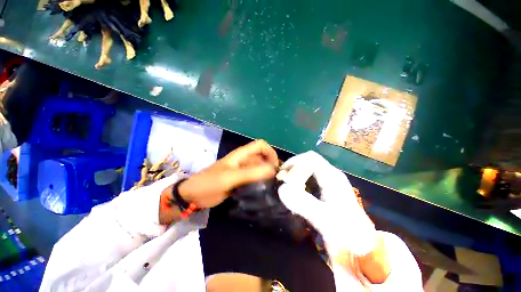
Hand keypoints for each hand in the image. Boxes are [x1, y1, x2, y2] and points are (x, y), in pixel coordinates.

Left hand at [178, 140, 278, 207]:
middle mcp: (244, 160)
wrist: (193, 196)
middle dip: (271, 165)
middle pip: (262, 156)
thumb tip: (272, 170)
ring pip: (260, 167)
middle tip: (276, 179)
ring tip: (273, 186)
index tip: (275, 167)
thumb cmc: (209, 183)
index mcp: (241, 154)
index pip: (261, 145)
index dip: (270, 152)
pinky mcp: (240, 180)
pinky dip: (261, 181)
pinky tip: (264, 190)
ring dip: (267, 174)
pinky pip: (255, 177)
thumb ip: (250, 173)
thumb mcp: (229, 178)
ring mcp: (242, 170)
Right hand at [277, 151, 378, 283]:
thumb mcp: (325, 220)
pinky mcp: (328, 186)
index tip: (285, 182)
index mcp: (332, 177)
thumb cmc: (346, 232)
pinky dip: (299, 177)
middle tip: (281, 178)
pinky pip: (310, 174)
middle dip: (293, 166)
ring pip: (309, 166)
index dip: (295, 166)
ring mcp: (330, 179)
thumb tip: (281, 189)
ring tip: (285, 182)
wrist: (361, 243)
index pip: (309, 159)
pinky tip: (295, 188)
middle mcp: (331, 174)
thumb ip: (303, 204)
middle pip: (308, 160)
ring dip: (295, 171)